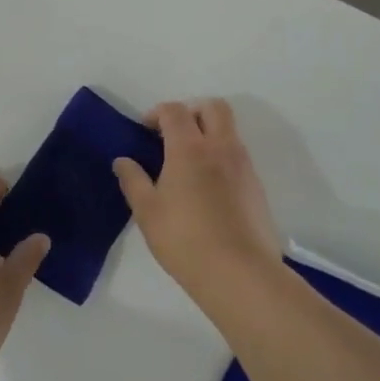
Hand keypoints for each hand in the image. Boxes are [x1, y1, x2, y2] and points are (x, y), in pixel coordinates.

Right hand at [114, 99, 285, 314]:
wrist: (240, 272)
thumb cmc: (185, 239)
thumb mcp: (147, 211)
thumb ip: (133, 180)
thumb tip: (123, 160)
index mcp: (190, 148)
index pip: (175, 111)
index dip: (157, 113)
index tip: (145, 130)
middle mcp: (221, 147)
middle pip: (213, 107)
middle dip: (192, 111)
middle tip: (173, 135)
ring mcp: (243, 166)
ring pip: (229, 130)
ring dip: (209, 133)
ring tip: (188, 164)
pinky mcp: (257, 186)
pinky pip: (238, 156)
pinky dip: (221, 157)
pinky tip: (207, 189)